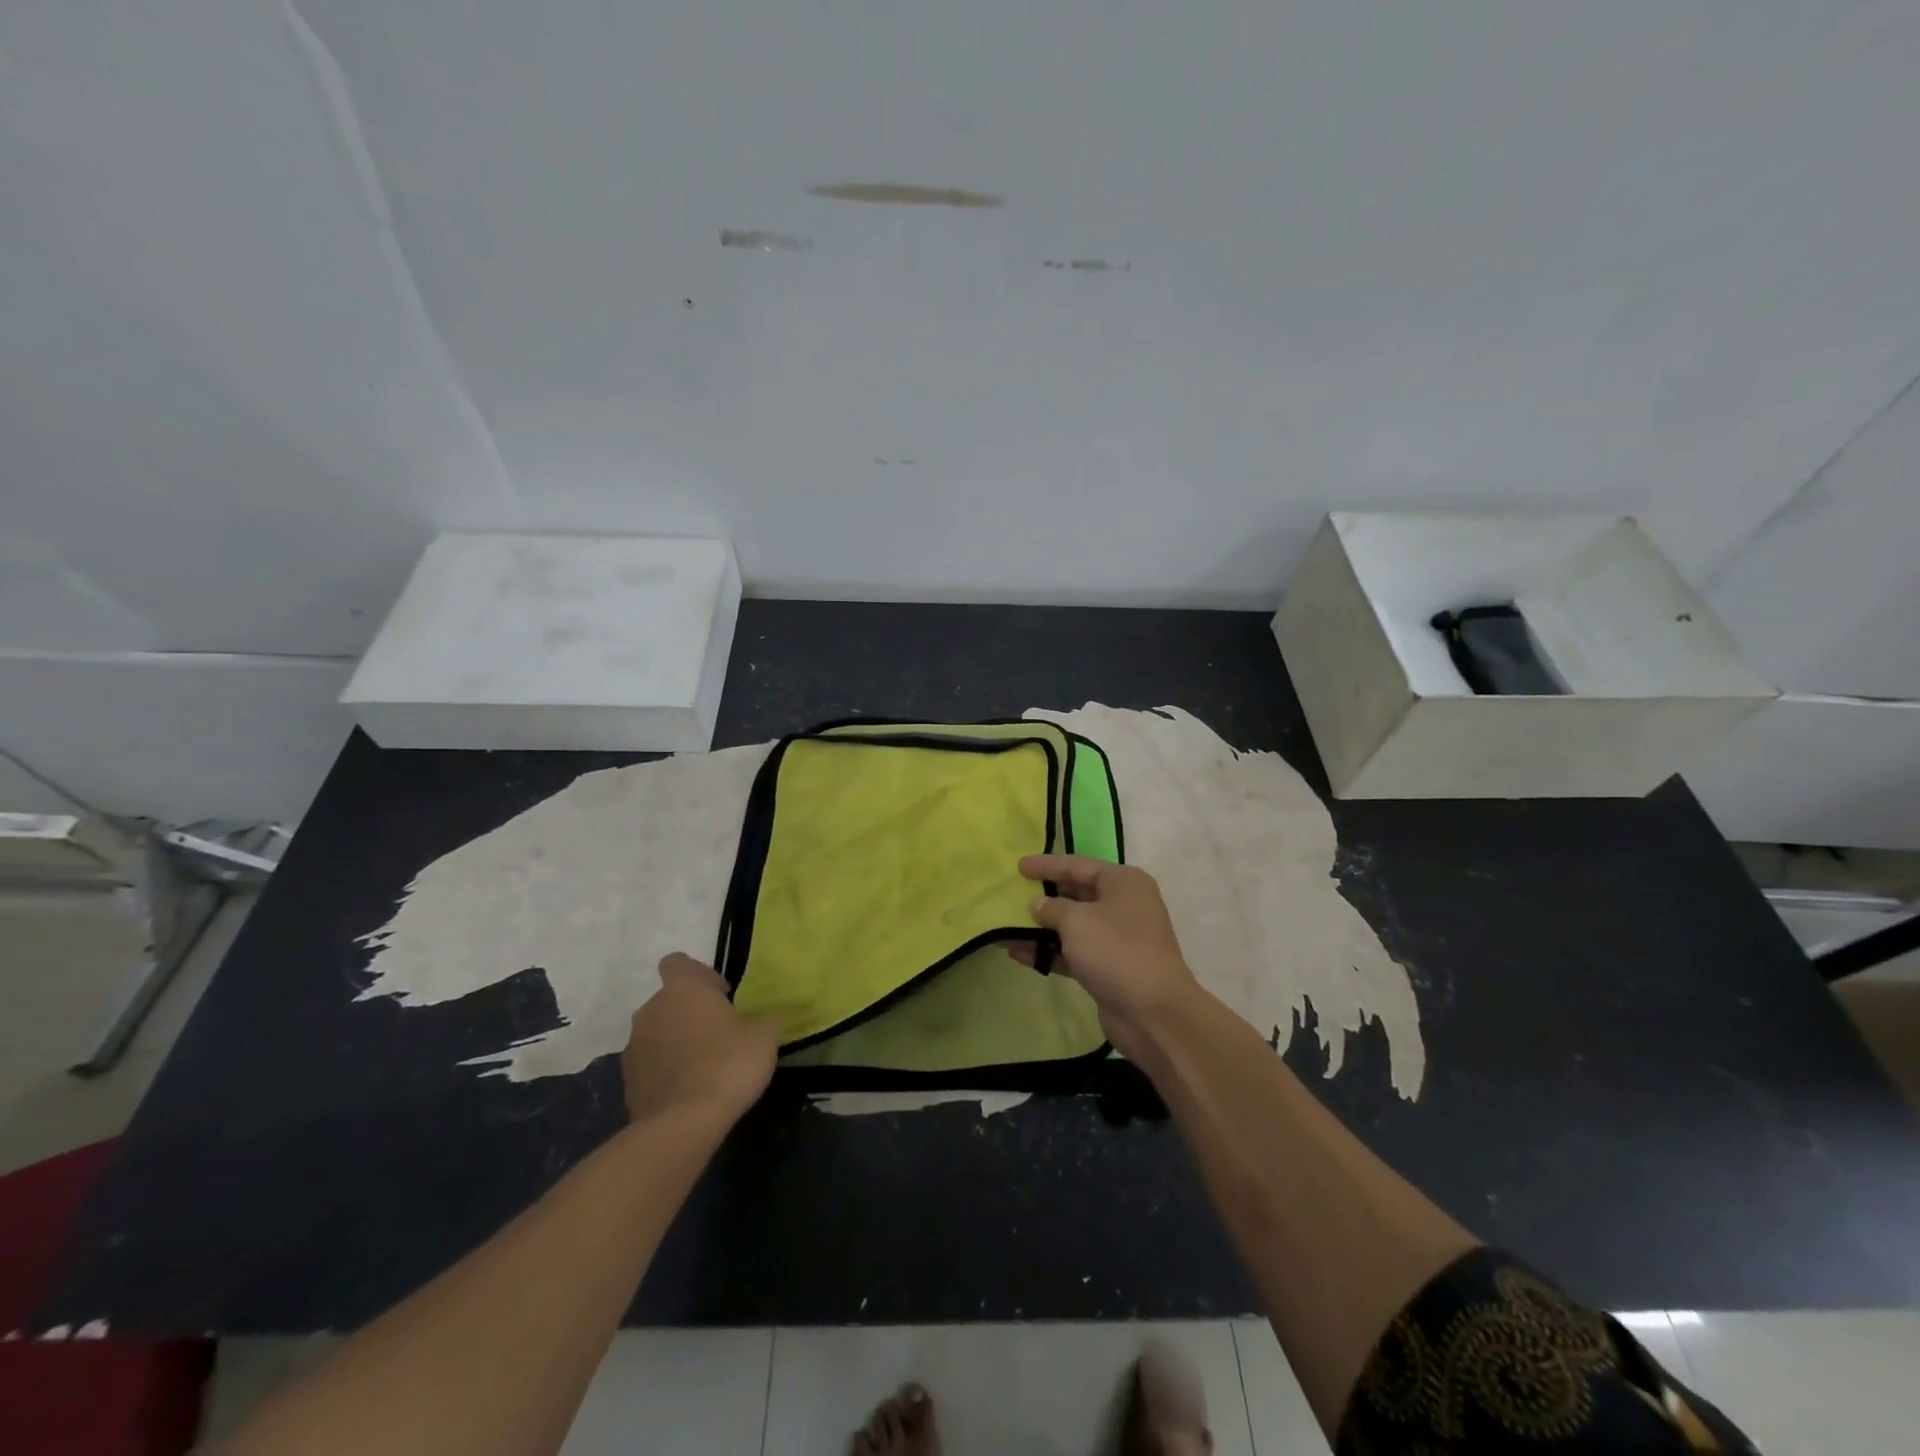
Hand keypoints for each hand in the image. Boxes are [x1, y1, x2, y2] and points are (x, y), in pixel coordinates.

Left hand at [621, 954, 777, 1123]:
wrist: (683, 1124)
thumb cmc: (727, 1064)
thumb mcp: (765, 1036)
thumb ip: (765, 1018)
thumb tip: (767, 1016)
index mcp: (683, 989)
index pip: (677, 963)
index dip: (699, 976)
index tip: (720, 996)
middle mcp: (651, 1010)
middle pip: (668, 1001)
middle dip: (690, 1013)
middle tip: (720, 1034)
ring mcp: (634, 1047)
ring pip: (657, 1033)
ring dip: (676, 1042)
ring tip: (704, 1067)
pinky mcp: (627, 1082)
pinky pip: (650, 1065)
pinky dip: (666, 1072)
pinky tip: (689, 1091)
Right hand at [1017, 855, 1200, 1057]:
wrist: (1153, 1012)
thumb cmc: (1116, 951)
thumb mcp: (1077, 921)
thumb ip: (1052, 908)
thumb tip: (1039, 904)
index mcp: (1123, 882)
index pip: (1078, 865)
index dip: (1047, 865)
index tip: (1019, 866)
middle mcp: (1123, 905)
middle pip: (1076, 894)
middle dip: (1044, 897)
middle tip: (1012, 895)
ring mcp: (1117, 939)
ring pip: (1073, 926)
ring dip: (1041, 929)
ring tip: (1006, 928)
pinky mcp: (1109, 968)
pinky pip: (1073, 953)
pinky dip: (1049, 952)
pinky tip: (1019, 954)